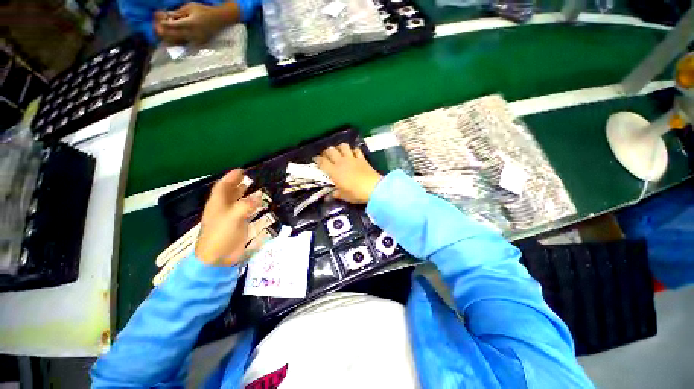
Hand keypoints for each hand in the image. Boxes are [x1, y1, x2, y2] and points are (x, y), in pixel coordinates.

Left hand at [158, 2, 239, 44]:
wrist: (219, 19)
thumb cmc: (204, 10)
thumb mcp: (190, 7)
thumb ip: (178, 13)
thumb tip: (167, 16)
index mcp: (190, 24)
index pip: (171, 25)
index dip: (162, 22)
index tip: (157, 18)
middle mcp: (192, 34)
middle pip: (172, 36)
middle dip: (163, 31)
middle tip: (157, 25)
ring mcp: (195, 40)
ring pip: (177, 41)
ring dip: (168, 36)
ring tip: (164, 29)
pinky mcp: (197, 43)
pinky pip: (183, 42)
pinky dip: (175, 38)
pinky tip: (173, 33)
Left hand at [195, 169, 260, 266]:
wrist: (218, 257)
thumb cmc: (222, 234)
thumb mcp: (233, 217)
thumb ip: (246, 204)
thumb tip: (259, 196)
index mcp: (217, 203)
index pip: (223, 186)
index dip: (231, 177)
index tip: (241, 170)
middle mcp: (223, 207)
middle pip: (230, 192)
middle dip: (238, 183)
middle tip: (250, 177)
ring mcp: (230, 216)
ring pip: (237, 200)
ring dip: (245, 193)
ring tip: (256, 187)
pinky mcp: (238, 224)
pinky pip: (245, 210)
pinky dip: (251, 204)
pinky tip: (259, 203)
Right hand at [314, 143, 382, 203]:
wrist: (373, 188)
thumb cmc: (356, 193)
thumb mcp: (344, 196)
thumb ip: (336, 194)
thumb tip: (329, 196)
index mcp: (334, 172)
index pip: (322, 162)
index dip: (317, 159)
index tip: (315, 159)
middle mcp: (341, 162)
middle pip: (330, 151)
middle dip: (326, 152)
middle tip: (326, 156)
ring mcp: (352, 158)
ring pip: (343, 146)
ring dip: (339, 148)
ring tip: (339, 152)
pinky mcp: (362, 158)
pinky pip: (356, 150)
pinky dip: (353, 150)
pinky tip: (353, 154)